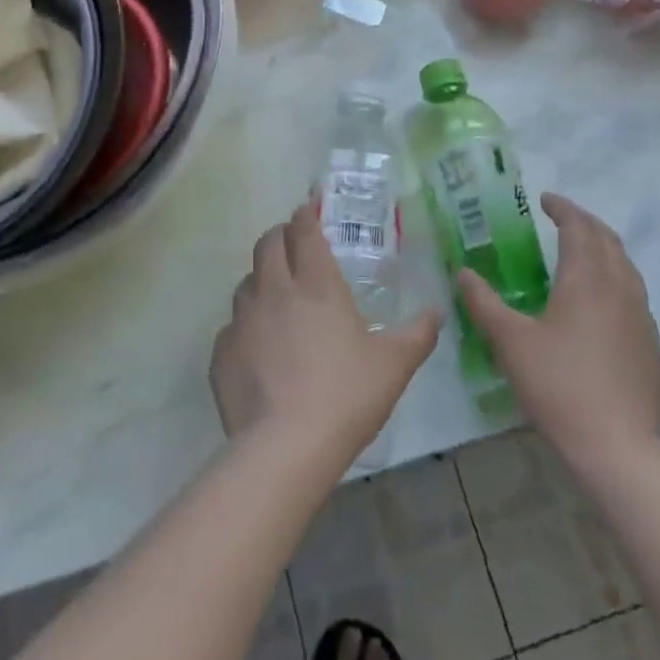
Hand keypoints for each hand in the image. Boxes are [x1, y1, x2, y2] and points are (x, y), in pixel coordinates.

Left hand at [211, 208, 441, 469]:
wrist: (286, 447)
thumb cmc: (346, 395)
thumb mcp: (394, 365)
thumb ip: (417, 334)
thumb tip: (437, 313)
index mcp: (316, 283)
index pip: (303, 230)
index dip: (305, 215)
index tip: (309, 211)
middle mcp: (275, 290)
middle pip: (268, 243)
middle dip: (280, 237)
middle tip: (294, 247)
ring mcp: (243, 319)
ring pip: (247, 282)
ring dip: (262, 280)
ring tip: (278, 300)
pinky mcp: (222, 351)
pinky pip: (233, 326)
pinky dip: (246, 327)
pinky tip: (260, 350)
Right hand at [458, 193, 659, 468]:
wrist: (617, 447)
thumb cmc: (559, 386)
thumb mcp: (510, 342)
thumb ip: (484, 303)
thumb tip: (463, 273)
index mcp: (586, 279)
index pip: (578, 227)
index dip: (562, 208)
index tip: (545, 200)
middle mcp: (619, 287)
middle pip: (607, 239)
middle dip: (584, 221)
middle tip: (560, 217)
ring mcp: (640, 315)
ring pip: (625, 264)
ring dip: (603, 246)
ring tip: (581, 250)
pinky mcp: (649, 342)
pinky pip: (633, 290)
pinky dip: (615, 274)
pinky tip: (601, 298)